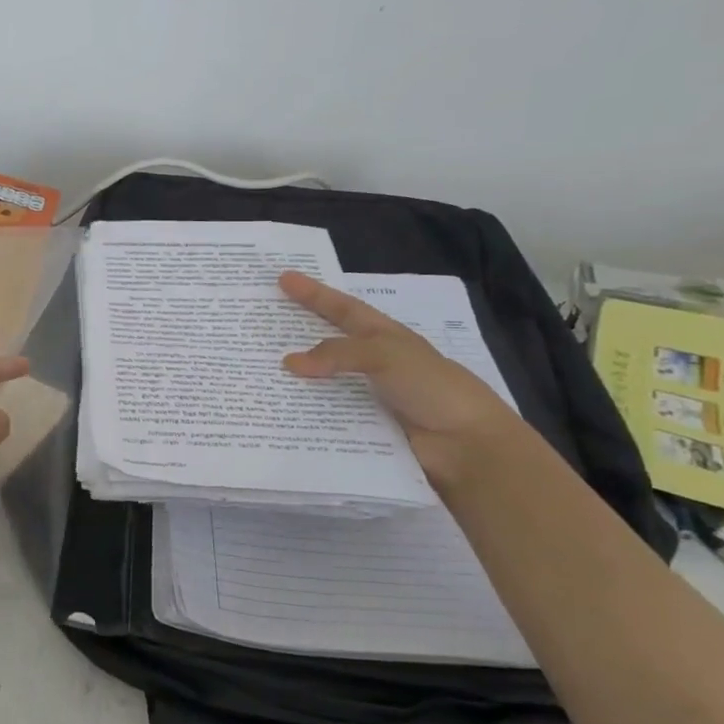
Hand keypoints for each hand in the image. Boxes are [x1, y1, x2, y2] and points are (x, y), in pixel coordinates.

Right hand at [278, 272, 519, 484]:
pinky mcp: (363, 426)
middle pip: (327, 344)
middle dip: (296, 335)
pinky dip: (305, 413)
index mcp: (383, 337)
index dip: (314, 293)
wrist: (466, 444)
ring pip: (323, 382)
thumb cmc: (432, 387)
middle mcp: (373, 363)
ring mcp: (368, 396)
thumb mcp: (385, 355)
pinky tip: (278, 413)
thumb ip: (338, 353)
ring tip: (257, 374)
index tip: (284, 279)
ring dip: (295, 380)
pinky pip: (327, 415)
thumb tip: (288, 363)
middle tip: (259, 327)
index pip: (342, 308)